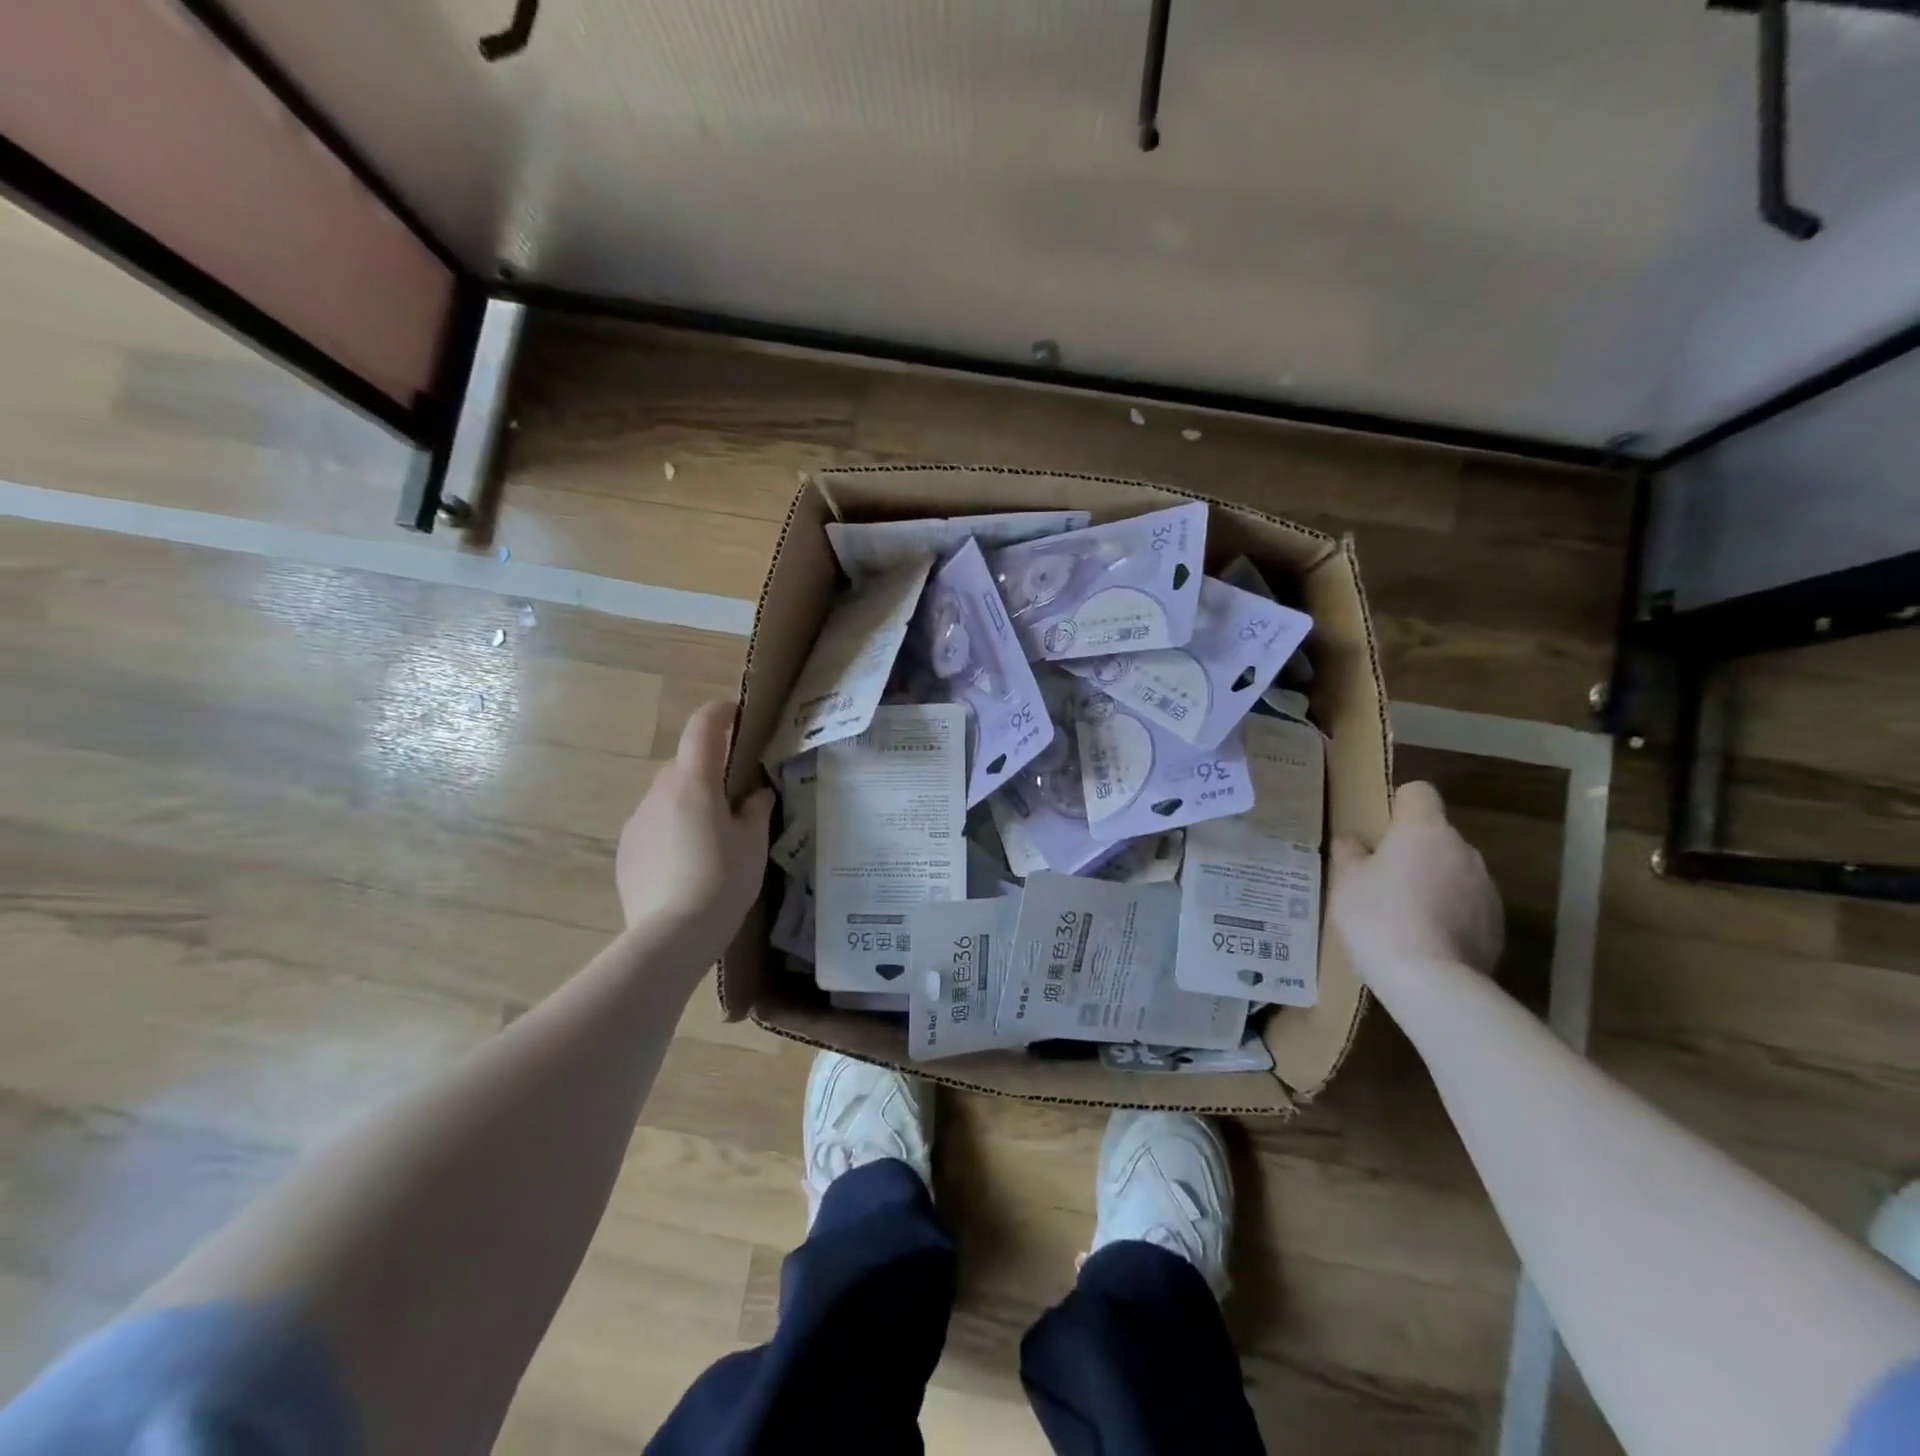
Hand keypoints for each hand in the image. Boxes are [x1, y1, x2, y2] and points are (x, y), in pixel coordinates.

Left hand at [616, 701, 774, 962]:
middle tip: (736, 797)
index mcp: (694, 783)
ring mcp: (636, 821)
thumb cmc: (722, 881)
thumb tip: (756, 794)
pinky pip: (653, 825)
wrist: (670, 936)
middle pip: (685, 765)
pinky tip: (687, 863)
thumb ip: (756, 810)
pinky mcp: (625, 850)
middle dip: (709, 770)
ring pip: (667, 796)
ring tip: (712, 838)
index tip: (737, 713)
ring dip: (689, 802)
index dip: (720, 713)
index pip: (703, 728)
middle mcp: (658, 793)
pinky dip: (671, 829)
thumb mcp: (753, 844)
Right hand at [1330, 781, 1503, 983]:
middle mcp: (1463, 849)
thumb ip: (1349, 853)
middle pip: (1436, 834)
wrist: (1431, 981)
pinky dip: (1449, 912)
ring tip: (1404, 914)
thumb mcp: (1345, 882)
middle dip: (1413, 850)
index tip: (1379, 832)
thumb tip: (1353, 841)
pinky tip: (1425, 938)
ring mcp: (1486, 886)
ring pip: (1453, 870)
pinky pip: (1467, 904)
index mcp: (1424, 829)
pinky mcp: (1498, 923)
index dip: (1398, 806)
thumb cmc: (1378, 917)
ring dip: (1433, 881)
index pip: (1418, 792)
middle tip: (1382, 879)